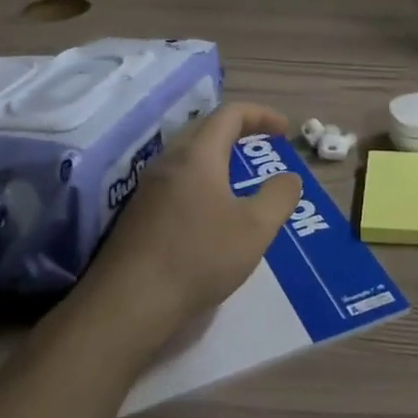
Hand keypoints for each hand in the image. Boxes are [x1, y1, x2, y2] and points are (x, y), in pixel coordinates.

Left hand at [68, 101, 302, 352]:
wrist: (128, 303)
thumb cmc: (199, 256)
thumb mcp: (255, 228)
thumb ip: (279, 196)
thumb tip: (288, 178)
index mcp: (197, 155)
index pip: (229, 114)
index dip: (260, 114)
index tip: (284, 130)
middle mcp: (168, 162)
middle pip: (204, 129)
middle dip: (238, 131)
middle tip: (262, 145)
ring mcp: (147, 189)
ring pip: (187, 156)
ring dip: (217, 157)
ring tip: (240, 178)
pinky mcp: (138, 215)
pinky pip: (175, 181)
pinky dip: (201, 180)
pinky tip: (210, 212)